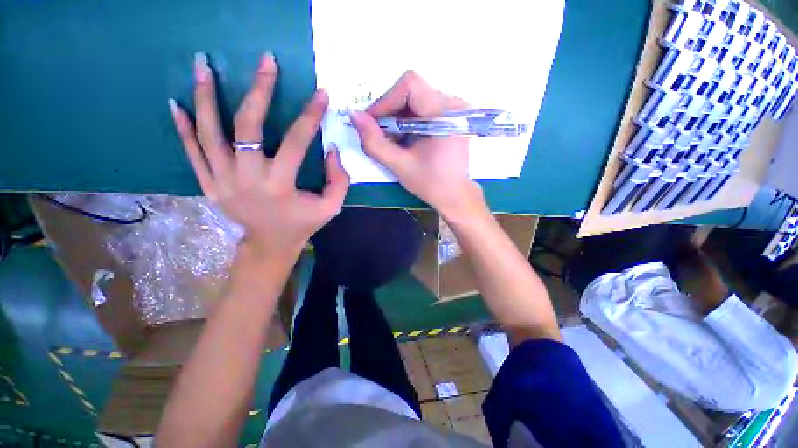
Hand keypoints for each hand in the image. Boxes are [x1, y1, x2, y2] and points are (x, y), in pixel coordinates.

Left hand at [169, 53, 349, 258]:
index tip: (321, 94)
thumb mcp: (330, 207)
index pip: (296, 141)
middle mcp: (247, 179)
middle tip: (265, 62)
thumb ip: (338, 180)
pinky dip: (184, 128)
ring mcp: (222, 181)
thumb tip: (331, 149)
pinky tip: (176, 103)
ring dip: (206, 97)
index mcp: (280, 186)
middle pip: (247, 127)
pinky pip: (192, 152)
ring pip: (210, 133)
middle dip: (259, 90)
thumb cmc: (302, 224)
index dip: (310, 116)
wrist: (269, 245)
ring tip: (203, 64)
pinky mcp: (208, 185)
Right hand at [350, 71, 486, 220]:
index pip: (410, 86)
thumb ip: (374, 142)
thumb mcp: (399, 165)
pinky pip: (423, 107)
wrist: (455, 195)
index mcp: (445, 114)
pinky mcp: (451, 115)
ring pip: (416, 97)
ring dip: (397, 116)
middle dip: (390, 110)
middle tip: (379, 134)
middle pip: (412, 90)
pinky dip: (408, 120)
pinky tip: (405, 138)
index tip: (371, 123)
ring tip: (392, 139)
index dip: (385, 101)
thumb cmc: (430, 184)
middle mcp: (454, 104)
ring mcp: (454, 108)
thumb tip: (353, 114)